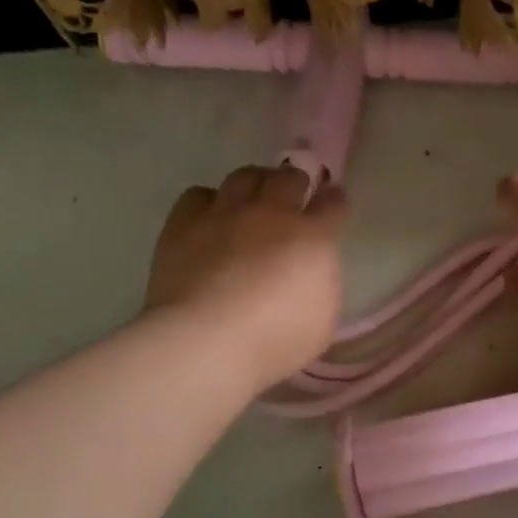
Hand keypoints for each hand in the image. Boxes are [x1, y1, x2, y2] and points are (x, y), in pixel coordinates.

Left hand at [146, 165, 345, 390]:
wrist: (207, 341)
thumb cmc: (275, 341)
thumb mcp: (323, 322)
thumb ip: (322, 285)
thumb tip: (312, 272)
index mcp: (313, 238)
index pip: (332, 203)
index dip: (334, 200)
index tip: (332, 202)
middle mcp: (272, 213)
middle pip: (289, 177)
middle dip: (294, 183)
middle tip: (291, 198)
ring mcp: (225, 213)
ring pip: (245, 175)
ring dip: (255, 183)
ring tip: (252, 199)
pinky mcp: (184, 223)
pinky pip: (200, 195)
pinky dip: (209, 202)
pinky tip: (210, 218)